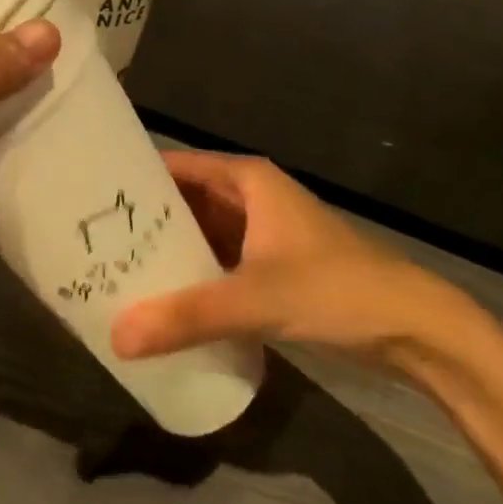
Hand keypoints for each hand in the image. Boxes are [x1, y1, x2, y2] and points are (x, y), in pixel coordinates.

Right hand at [109, 151, 475, 368]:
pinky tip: (162, 302)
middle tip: (91, 244)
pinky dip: (194, 277)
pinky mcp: (272, 268)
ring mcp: (263, 234)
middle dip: (144, 222)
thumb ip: (188, 317)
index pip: (176, 166)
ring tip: (115, 272)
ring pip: (202, 234)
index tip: (89, 199)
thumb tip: (118, 337)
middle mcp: (251, 197)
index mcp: (247, 180)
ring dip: (168, 253)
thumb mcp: (257, 299)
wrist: (413, 329)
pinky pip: (219, 263)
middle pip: (185, 201)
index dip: (134, 179)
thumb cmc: (335, 289)